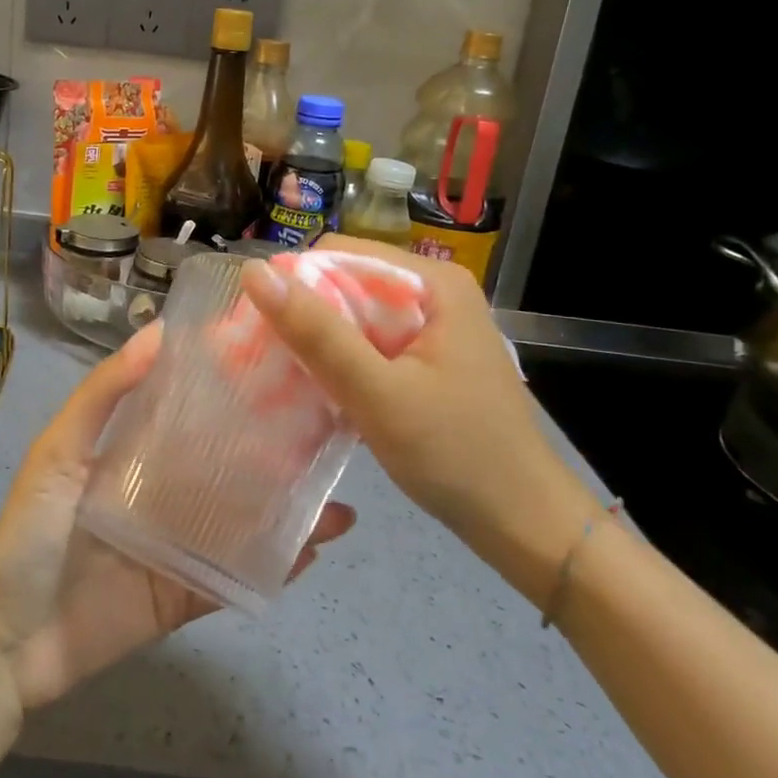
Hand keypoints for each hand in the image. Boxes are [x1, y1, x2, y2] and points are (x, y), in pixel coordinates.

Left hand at [0, 326, 354, 710]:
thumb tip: (158, 331)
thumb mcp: (59, 450)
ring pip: (246, 522)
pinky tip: (315, 548)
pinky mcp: (190, 594)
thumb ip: (104, 394)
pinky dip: (276, 566)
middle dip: (276, 452)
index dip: (232, 392)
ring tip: (339, 495)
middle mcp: (167, 494)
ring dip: (290, 510)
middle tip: (330, 430)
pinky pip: (239, 577)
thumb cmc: (31, 531)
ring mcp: (183, 547)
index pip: (195, 414)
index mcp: (139, 454)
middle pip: (230, 468)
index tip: (279, 367)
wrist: (11, 638)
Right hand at [240, 237, 596, 605]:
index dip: (294, 284)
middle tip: (265, 360)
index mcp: (433, 282)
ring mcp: (433, 327)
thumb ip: (317, 333)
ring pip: (354, 316)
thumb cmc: (456, 454)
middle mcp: (434, 293)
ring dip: (318, 343)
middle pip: (347, 283)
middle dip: (304, 318)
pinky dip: (340, 363)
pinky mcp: (428, 358)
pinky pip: (370, 344)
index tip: (259, 329)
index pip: (340, 254)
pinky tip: (318, 391)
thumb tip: (255, 273)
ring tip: (282, 377)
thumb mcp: (378, 393)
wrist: (523, 523)